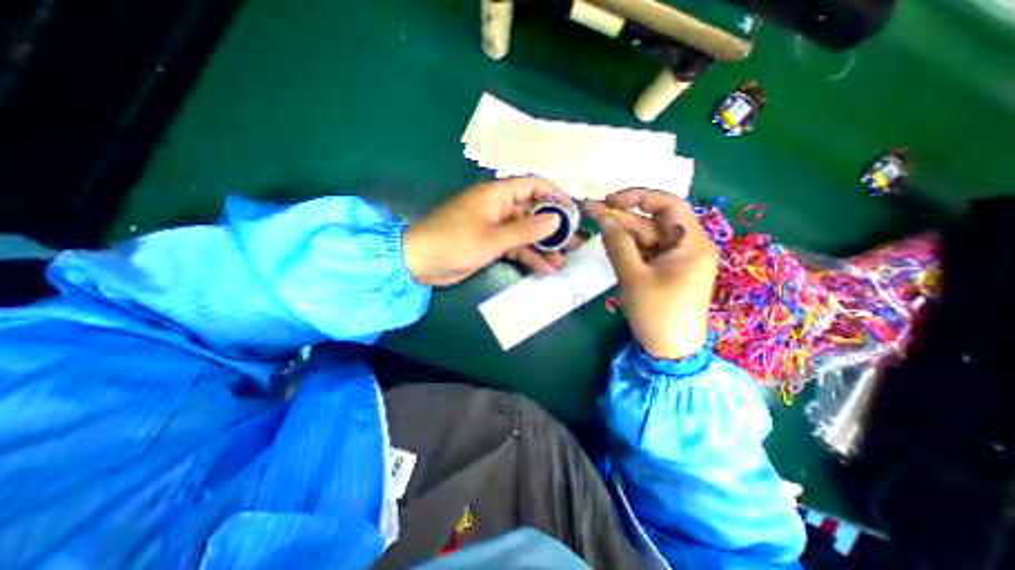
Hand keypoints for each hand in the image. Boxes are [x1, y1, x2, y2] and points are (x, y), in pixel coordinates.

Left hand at [404, 176, 578, 283]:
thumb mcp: (494, 237)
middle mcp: (499, 208)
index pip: (533, 186)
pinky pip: (514, 247)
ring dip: (542, 248)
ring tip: (562, 262)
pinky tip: (543, 269)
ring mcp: (495, 227)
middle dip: (553, 229)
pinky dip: (527, 257)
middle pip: (532, 213)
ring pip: (525, 234)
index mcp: (498, 195)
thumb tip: (556, 220)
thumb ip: (527, 230)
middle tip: (574, 243)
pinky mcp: (491, 244)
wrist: (422, 263)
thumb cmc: (455, 242)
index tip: (572, 212)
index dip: (554, 196)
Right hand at [584, 192, 716, 360]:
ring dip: (622, 232)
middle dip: (623, 216)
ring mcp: (675, 259)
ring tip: (596, 225)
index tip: (611, 200)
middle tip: (592, 211)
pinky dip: (628, 248)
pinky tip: (610, 243)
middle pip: (653, 222)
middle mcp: (687, 246)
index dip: (640, 197)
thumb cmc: (656, 312)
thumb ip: (618, 244)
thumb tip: (603, 217)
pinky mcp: (665, 270)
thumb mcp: (633, 276)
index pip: (669, 205)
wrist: (670, 349)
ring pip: (646, 237)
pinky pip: (645, 252)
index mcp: (691, 243)